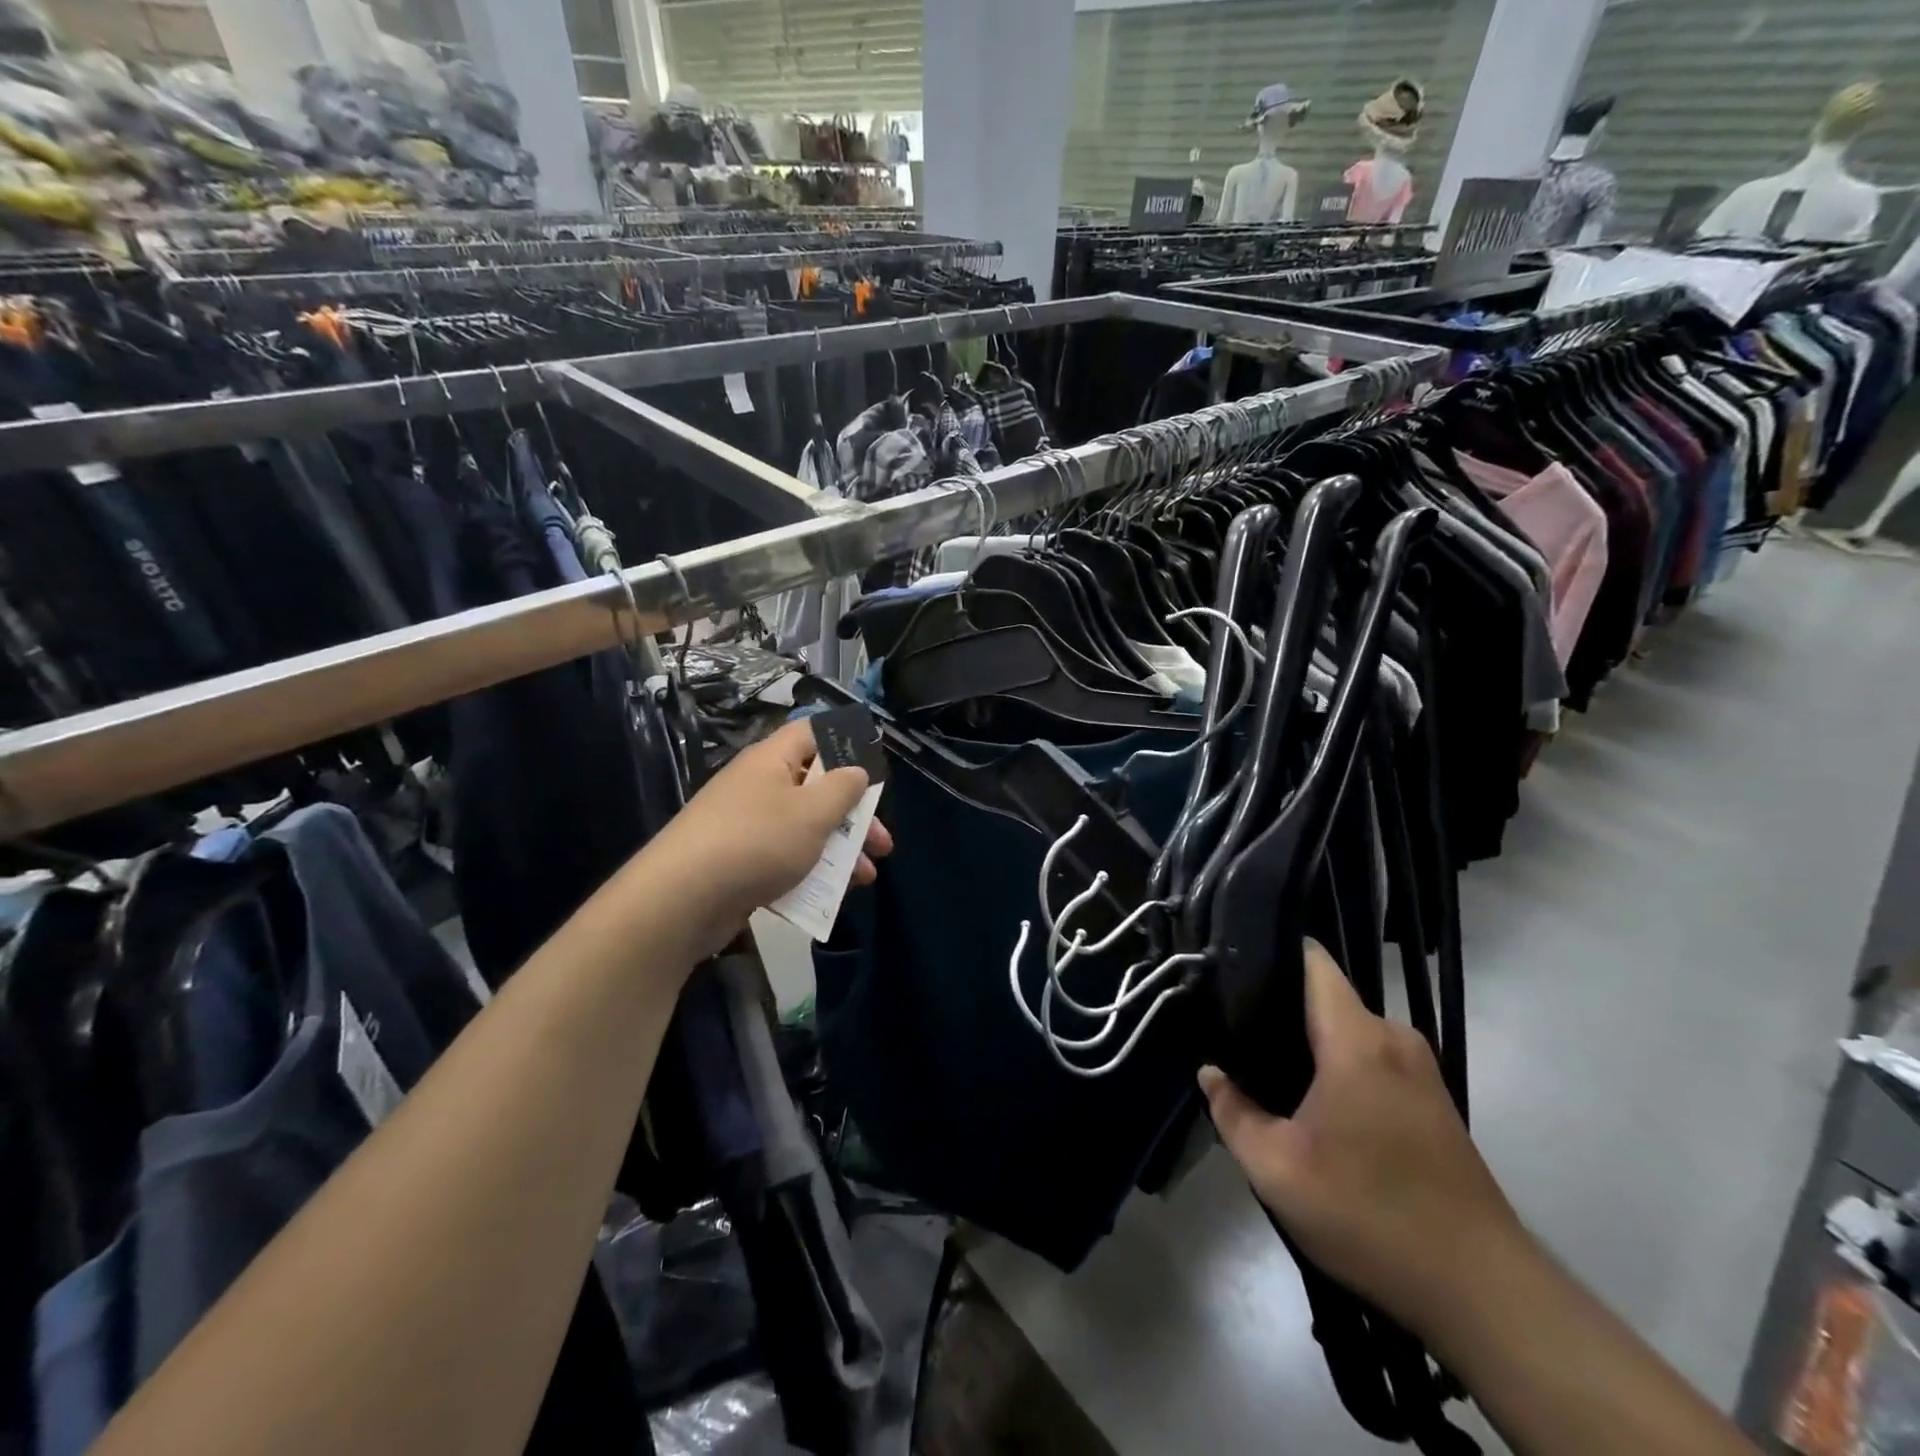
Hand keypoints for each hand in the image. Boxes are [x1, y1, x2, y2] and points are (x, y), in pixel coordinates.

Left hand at [639, 720, 893, 957]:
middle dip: (854, 815)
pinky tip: (829, 896)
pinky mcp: (739, 861)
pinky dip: (809, 872)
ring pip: (804, 828)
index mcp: (773, 760)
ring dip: (839, 849)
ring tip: (866, 877)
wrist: (681, 900)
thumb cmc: (757, 842)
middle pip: (817, 787)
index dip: (847, 745)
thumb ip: (844, 788)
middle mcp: (758, 786)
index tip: (875, 771)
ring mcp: (746, 825)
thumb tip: (856, 770)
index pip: (813, 733)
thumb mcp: (813, 812)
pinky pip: (784, 858)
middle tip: (882, 842)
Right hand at [1199, 940, 1521, 1335]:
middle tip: (1232, 1031)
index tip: (1227, 966)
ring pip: (1349, 1032)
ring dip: (1310, 1044)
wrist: (1483, 1293)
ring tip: (1264, 1065)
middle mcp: (1394, 1038)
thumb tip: (1210, 1073)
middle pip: (1326, 998)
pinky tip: (1312, 1102)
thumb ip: (1233, 1112)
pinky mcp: (1433, 1102)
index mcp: (1357, 1038)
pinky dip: (1339, 1067)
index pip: (1313, 962)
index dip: (1269, 953)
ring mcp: (1420, 1071)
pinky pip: (1371, 1059)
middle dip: (1280, 1008)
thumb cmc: (1370, 1214)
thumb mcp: (1277, 1170)